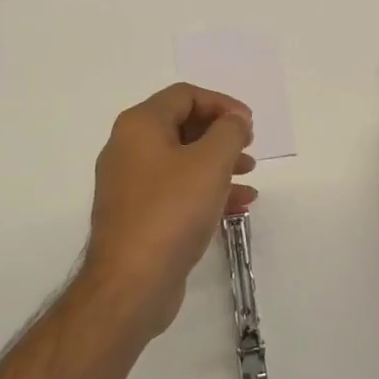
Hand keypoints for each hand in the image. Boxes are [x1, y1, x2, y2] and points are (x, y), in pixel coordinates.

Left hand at [84, 83, 257, 336]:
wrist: (131, 283)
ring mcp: (131, 184)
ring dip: (218, 163)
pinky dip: (206, 190)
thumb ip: (229, 131)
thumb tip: (234, 120)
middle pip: (182, 125)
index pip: (184, 95)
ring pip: (182, 160)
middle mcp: (129, 148)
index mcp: (139, 125)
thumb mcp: (210, 163)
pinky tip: (238, 205)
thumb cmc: (171, 211)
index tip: (249, 124)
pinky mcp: (139, 215)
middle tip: (249, 147)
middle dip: (220, 134)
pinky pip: (177, 190)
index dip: (221, 103)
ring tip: (249, 175)